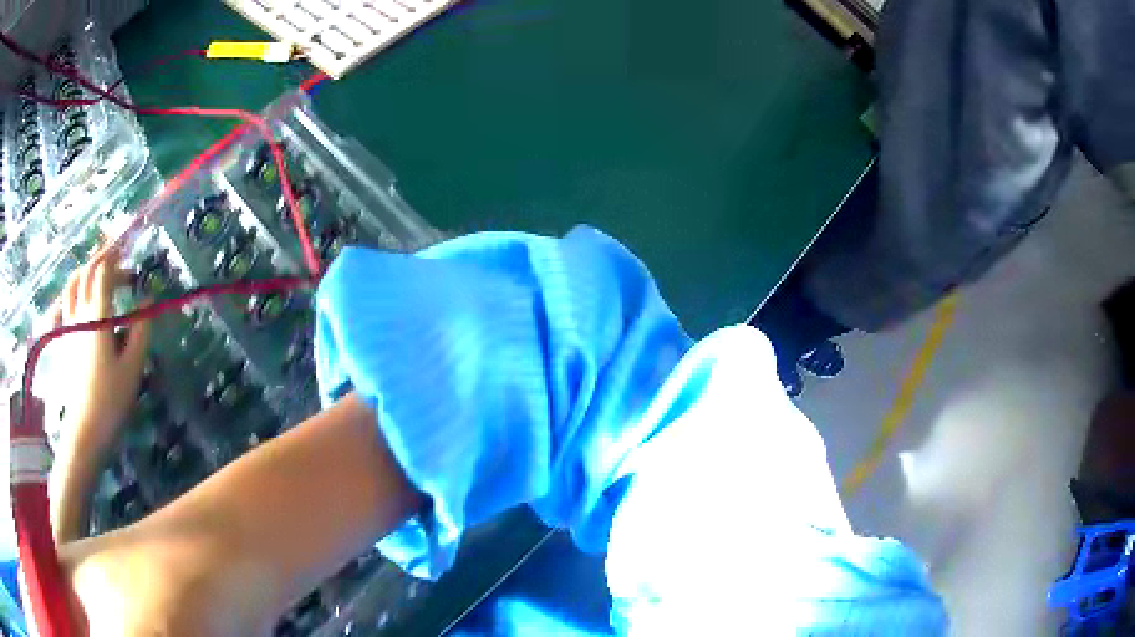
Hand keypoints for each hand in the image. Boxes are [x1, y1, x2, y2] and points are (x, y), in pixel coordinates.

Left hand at [52, 247, 149, 459]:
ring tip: (97, 273)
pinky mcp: (62, 339)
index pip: (104, 271)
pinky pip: (62, 304)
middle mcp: (79, 313)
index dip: (118, 260)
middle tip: (118, 262)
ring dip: (85, 270)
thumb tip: (148, 300)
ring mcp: (67, 325)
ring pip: (72, 283)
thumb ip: (141, 330)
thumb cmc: (110, 400)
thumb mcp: (132, 367)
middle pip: (86, 271)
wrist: (84, 431)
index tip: (132, 264)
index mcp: (97, 316)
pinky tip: (74, 297)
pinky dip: (70, 293)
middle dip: (103, 259)